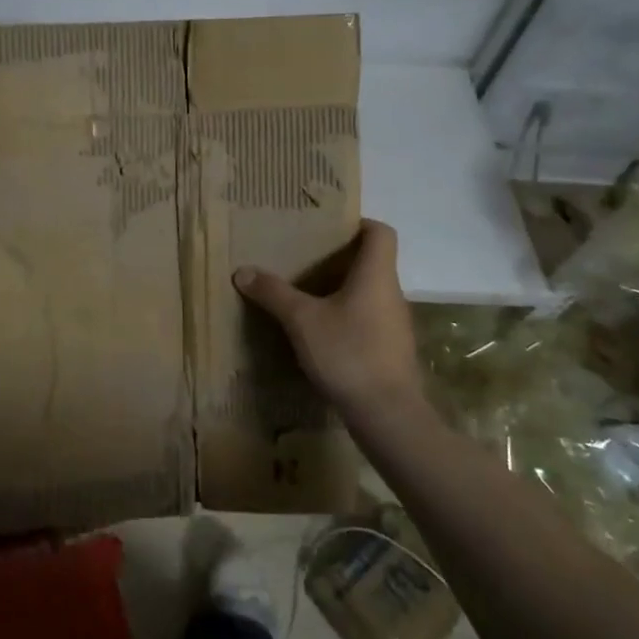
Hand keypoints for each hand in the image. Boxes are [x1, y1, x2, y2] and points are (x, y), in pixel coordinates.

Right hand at [233, 219, 427, 421]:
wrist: (387, 414)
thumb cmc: (348, 353)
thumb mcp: (301, 320)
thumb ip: (273, 293)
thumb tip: (242, 271)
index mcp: (376, 275)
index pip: (381, 232)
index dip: (358, 223)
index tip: (329, 229)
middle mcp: (391, 293)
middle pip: (372, 262)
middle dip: (340, 258)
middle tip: (305, 259)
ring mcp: (395, 324)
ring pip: (369, 293)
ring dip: (342, 290)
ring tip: (307, 295)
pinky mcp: (391, 350)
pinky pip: (369, 319)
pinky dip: (347, 317)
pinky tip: (321, 333)